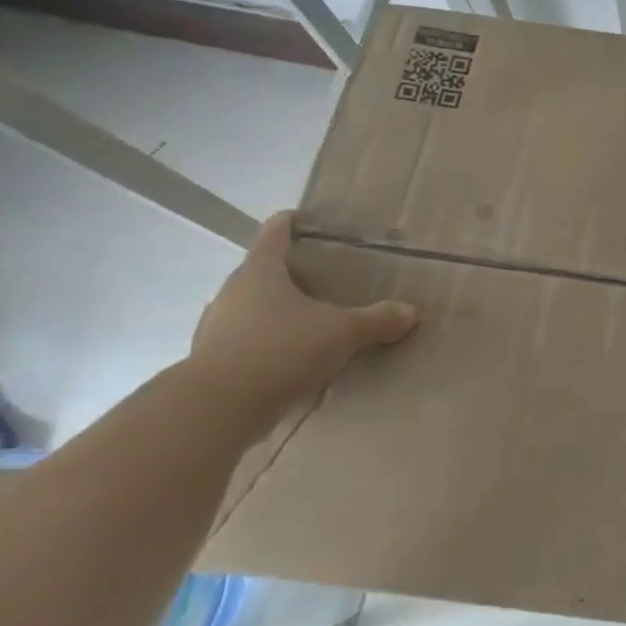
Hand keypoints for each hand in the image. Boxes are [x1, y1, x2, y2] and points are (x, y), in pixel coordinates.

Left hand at [189, 211, 417, 421]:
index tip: (303, 219)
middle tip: (321, 278)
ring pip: (251, 309)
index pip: (273, 234)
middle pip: (260, 272)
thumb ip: (376, 320)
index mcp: (260, 272)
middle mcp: (232, 293)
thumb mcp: (340, 333)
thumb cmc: (280, 349)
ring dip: (276, 312)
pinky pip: (246, 343)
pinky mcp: (214, 361)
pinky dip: (267, 345)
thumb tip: (411, 312)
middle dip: (288, 273)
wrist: (219, 407)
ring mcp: (217, 327)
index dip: (289, 223)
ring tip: (308, 322)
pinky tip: (290, 360)